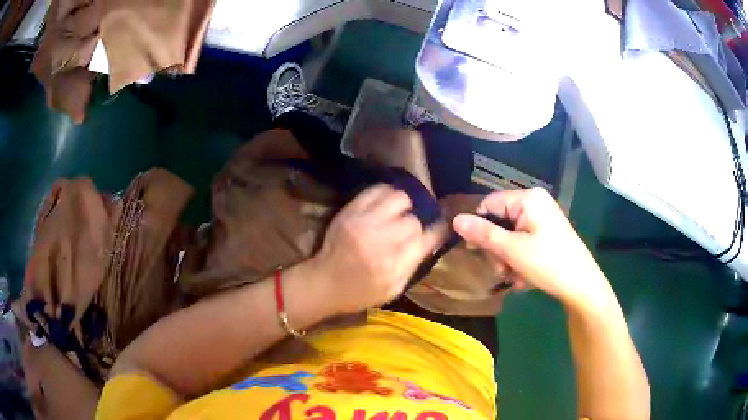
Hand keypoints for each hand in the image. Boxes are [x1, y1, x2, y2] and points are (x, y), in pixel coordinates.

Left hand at [311, 185, 443, 313]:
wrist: (324, 283)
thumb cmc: (360, 293)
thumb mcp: (393, 290)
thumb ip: (413, 265)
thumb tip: (431, 240)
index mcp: (393, 265)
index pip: (426, 238)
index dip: (437, 231)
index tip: (438, 228)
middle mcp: (381, 240)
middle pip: (413, 220)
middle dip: (415, 224)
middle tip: (409, 228)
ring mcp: (363, 222)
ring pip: (399, 198)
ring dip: (403, 206)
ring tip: (399, 212)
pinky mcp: (350, 211)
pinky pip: (376, 190)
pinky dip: (386, 194)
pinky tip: (385, 203)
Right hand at [452, 188, 611, 309]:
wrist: (582, 285)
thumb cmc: (548, 264)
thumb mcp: (512, 250)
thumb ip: (483, 234)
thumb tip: (456, 220)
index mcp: (528, 198)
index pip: (489, 204)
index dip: (479, 227)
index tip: (476, 252)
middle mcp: (536, 203)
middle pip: (500, 221)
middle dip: (497, 249)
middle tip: (503, 270)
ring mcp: (543, 218)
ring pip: (510, 235)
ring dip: (507, 259)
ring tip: (516, 277)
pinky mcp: (547, 233)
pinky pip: (523, 241)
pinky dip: (519, 259)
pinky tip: (524, 276)